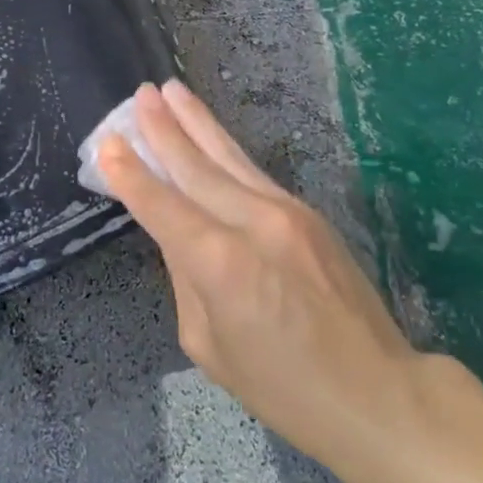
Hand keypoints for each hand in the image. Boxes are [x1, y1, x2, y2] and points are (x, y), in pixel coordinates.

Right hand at [96, 81, 425, 471]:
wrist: (375, 392)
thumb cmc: (283, 388)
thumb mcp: (210, 345)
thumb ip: (187, 280)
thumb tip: (181, 236)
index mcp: (219, 262)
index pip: (161, 205)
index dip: (130, 174)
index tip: (107, 142)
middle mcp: (251, 222)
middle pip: (195, 166)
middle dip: (162, 129)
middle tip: (140, 95)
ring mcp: (285, 211)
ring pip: (229, 156)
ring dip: (196, 121)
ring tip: (172, 90)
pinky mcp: (308, 213)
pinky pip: (254, 173)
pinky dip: (226, 149)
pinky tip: (210, 134)